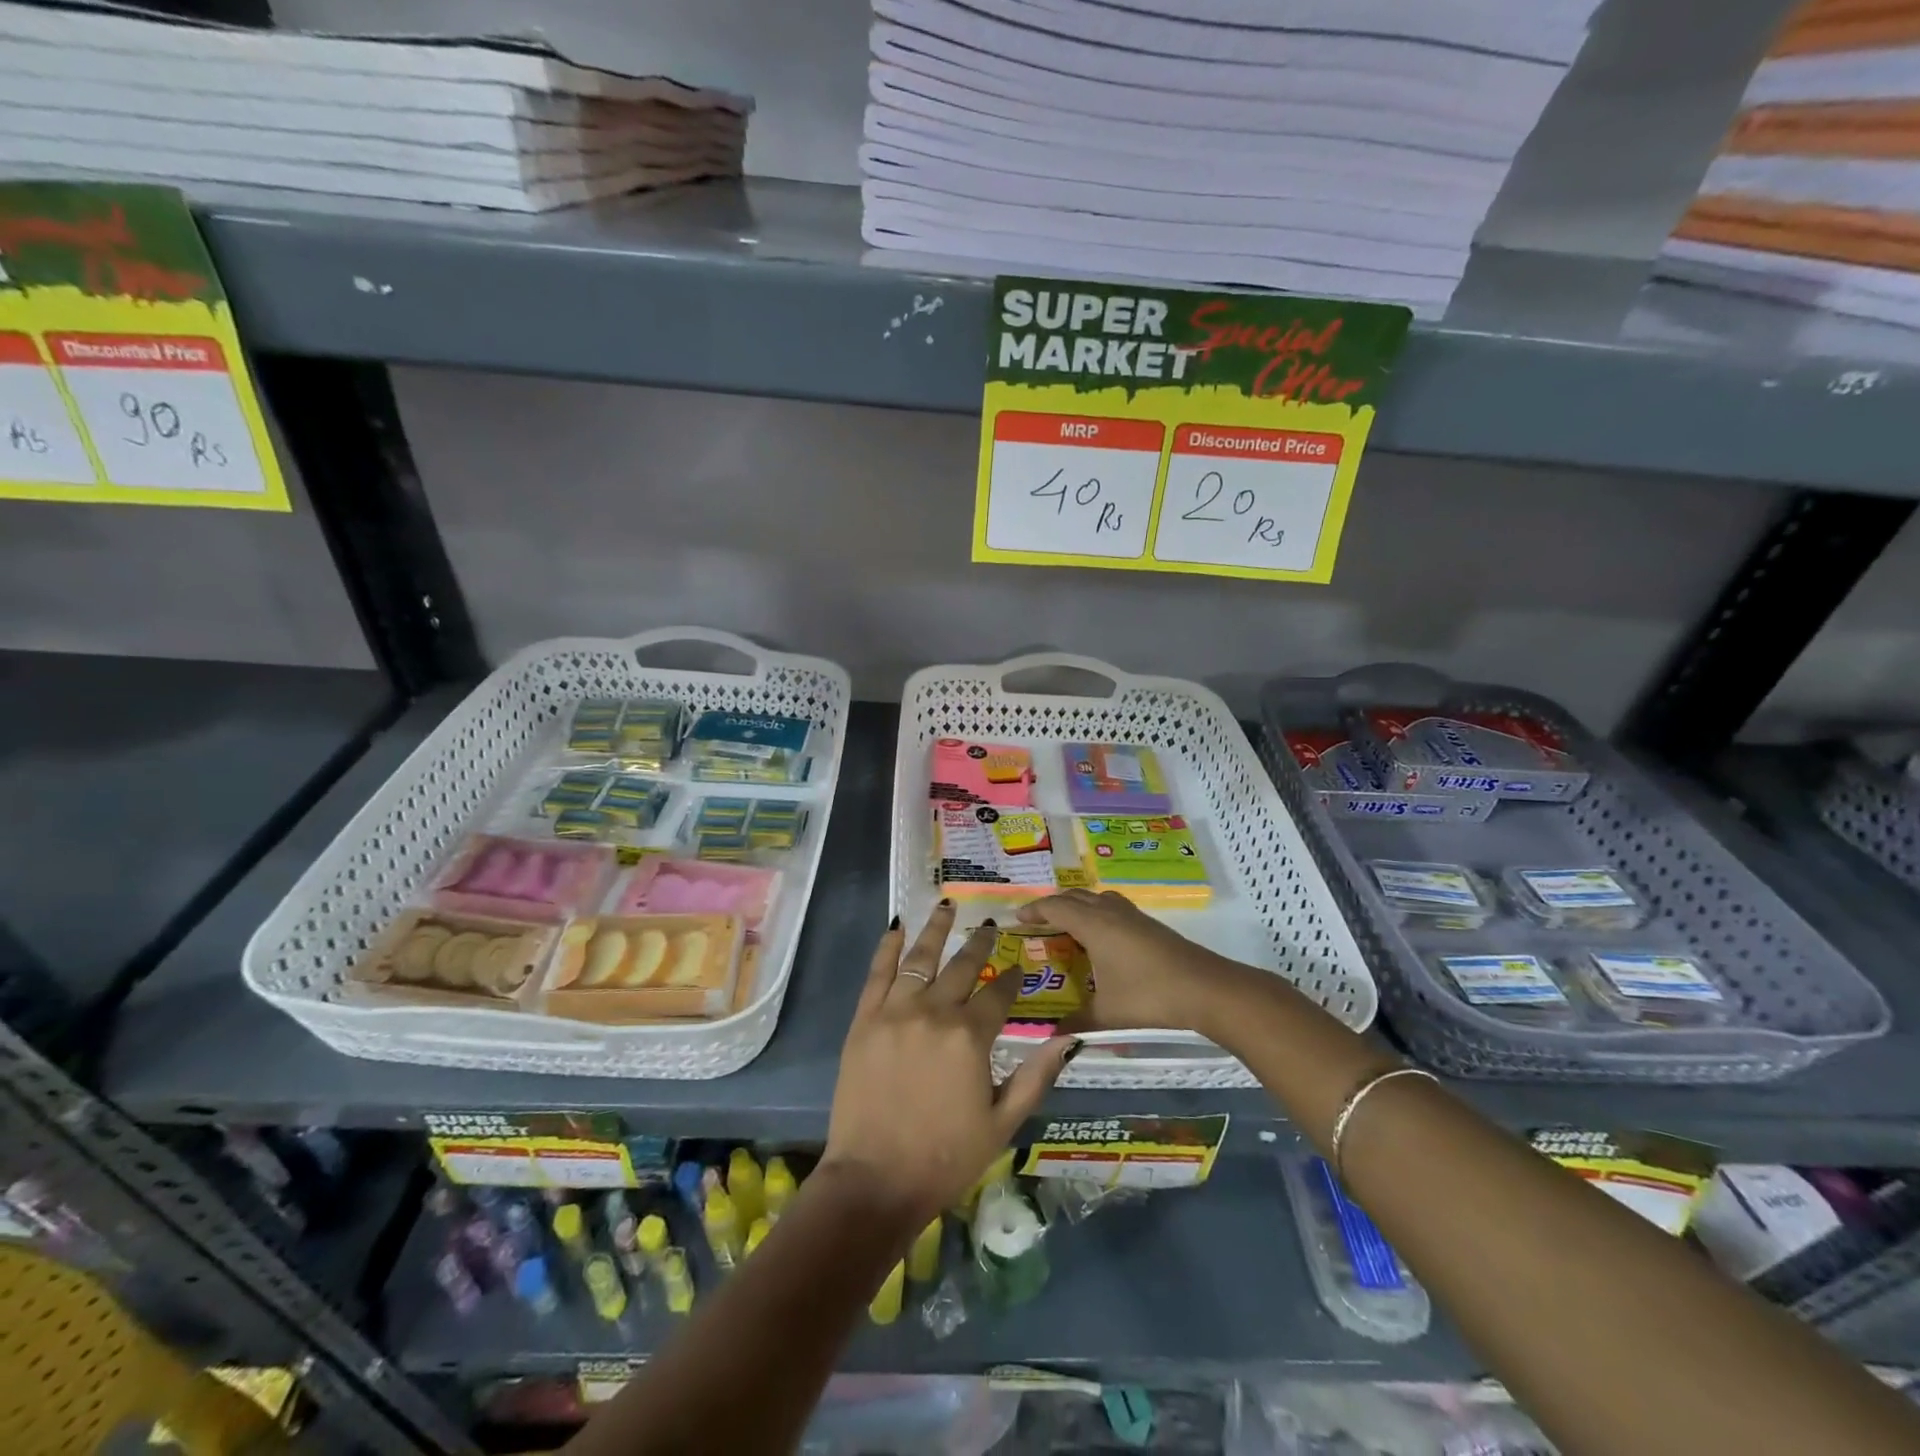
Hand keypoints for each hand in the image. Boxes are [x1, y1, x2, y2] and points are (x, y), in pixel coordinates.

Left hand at [821, 902, 1078, 1226]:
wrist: (874, 1181)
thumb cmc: (945, 1158)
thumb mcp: (1003, 1123)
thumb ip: (1036, 1076)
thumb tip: (1069, 1038)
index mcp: (970, 1037)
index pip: (998, 994)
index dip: (1012, 979)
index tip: (1019, 969)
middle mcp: (933, 1012)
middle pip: (961, 967)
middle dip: (979, 946)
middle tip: (990, 928)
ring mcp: (894, 1012)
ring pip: (920, 958)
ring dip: (936, 929)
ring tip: (947, 905)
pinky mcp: (864, 1020)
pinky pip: (877, 973)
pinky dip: (888, 947)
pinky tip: (897, 926)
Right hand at [1018, 889, 1225, 1033]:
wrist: (1207, 989)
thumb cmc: (1149, 997)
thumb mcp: (1107, 1015)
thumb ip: (1076, 1024)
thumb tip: (1051, 1038)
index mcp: (1093, 925)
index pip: (1055, 907)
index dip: (1034, 910)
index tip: (1017, 919)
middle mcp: (1110, 913)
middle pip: (1075, 897)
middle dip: (1053, 906)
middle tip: (1037, 923)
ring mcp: (1133, 917)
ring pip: (1097, 899)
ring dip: (1078, 906)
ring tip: (1067, 926)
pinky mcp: (1150, 926)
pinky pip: (1112, 908)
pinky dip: (1097, 913)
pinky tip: (1102, 939)